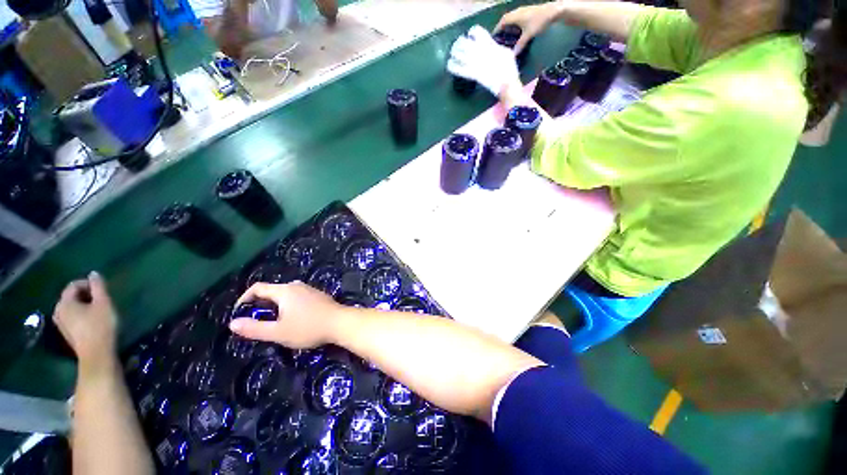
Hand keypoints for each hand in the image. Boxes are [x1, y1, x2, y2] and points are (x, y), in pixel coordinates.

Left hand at [52, 272, 117, 365]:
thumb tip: (94, 274)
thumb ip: (98, 287)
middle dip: (86, 294)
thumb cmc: (101, 325)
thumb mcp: (104, 303)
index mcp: (65, 302)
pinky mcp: (66, 332)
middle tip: (102, 299)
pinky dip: (81, 314)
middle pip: (71, 296)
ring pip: (71, 307)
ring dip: (84, 305)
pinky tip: (92, 320)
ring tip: (98, 309)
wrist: (96, 354)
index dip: (88, 284)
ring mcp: (61, 323)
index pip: (74, 285)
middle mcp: (58, 311)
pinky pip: (72, 317)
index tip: (103, 289)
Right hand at [230, 282, 345, 348]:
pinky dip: (288, 305)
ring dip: (275, 305)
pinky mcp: (318, 295)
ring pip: (285, 294)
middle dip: (260, 304)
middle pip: (272, 290)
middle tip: (257, 321)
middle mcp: (296, 285)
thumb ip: (254, 328)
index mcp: (284, 291)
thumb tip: (232, 323)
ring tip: (274, 322)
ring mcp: (309, 289)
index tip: (239, 314)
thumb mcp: (278, 332)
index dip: (244, 299)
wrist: (340, 323)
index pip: (257, 287)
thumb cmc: (308, 328)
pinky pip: (297, 297)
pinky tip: (293, 318)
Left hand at [447, 25, 520, 96]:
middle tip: (457, 47)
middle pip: (463, 41)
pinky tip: (450, 66)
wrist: (506, 82)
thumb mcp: (506, 52)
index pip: (475, 31)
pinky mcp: (471, 74)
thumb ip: (497, 47)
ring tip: (453, 55)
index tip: (470, 37)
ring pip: (458, 53)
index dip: (471, 32)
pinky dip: (452, 67)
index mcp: (488, 43)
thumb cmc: (509, 68)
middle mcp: (478, 50)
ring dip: (454, 53)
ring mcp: (473, 62)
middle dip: (459, 43)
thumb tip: (493, 46)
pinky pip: (458, 69)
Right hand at [495, 3, 561, 52]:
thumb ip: (520, 45)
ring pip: (512, 19)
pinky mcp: (528, 13)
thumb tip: (513, 55)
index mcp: (515, 16)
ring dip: (508, 27)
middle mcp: (517, 12)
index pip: (502, 22)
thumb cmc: (539, 21)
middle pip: (506, 20)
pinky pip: (517, 19)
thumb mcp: (528, 35)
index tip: (493, 38)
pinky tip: (516, 33)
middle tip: (499, 39)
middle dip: (502, 29)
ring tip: (506, 37)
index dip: (497, 30)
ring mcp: (523, 11)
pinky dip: (514, 26)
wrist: (553, 11)